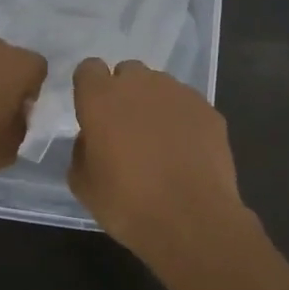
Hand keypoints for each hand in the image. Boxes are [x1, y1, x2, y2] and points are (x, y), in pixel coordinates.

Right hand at [69, 58, 244, 259]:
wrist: (192, 220)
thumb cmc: (128, 204)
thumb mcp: (84, 186)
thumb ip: (81, 151)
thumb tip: (92, 139)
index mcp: (101, 98)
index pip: (89, 69)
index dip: (90, 89)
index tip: (93, 113)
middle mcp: (139, 84)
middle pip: (127, 72)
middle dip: (124, 93)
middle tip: (126, 129)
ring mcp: (178, 93)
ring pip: (159, 86)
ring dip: (154, 104)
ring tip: (160, 142)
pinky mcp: (207, 108)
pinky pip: (187, 104)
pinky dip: (183, 120)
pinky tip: (186, 151)